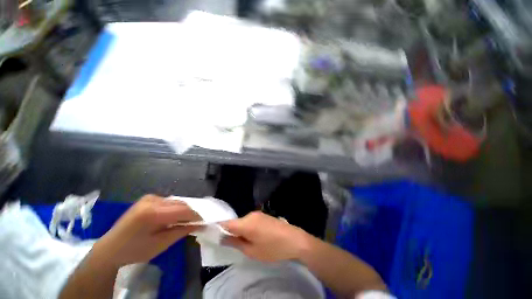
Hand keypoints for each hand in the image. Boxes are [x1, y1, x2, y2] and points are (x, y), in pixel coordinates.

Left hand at [92, 195, 200, 267]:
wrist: (110, 249)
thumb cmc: (134, 251)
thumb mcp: (161, 244)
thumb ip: (182, 231)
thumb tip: (200, 225)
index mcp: (153, 213)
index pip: (184, 210)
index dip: (196, 215)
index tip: (205, 222)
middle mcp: (152, 200)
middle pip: (181, 204)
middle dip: (190, 213)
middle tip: (196, 223)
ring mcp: (149, 198)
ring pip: (176, 202)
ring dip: (183, 211)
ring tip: (185, 221)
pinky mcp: (148, 198)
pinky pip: (168, 201)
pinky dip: (174, 209)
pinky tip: (173, 218)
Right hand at [222, 211, 311, 262]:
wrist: (294, 239)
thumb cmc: (272, 248)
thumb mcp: (252, 251)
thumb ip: (236, 243)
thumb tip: (223, 237)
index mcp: (246, 223)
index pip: (226, 223)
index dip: (217, 227)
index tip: (210, 233)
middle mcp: (250, 215)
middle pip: (235, 222)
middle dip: (230, 232)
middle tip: (230, 244)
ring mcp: (258, 214)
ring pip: (243, 222)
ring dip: (240, 230)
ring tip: (244, 243)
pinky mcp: (263, 215)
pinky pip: (250, 221)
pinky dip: (247, 228)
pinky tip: (253, 237)